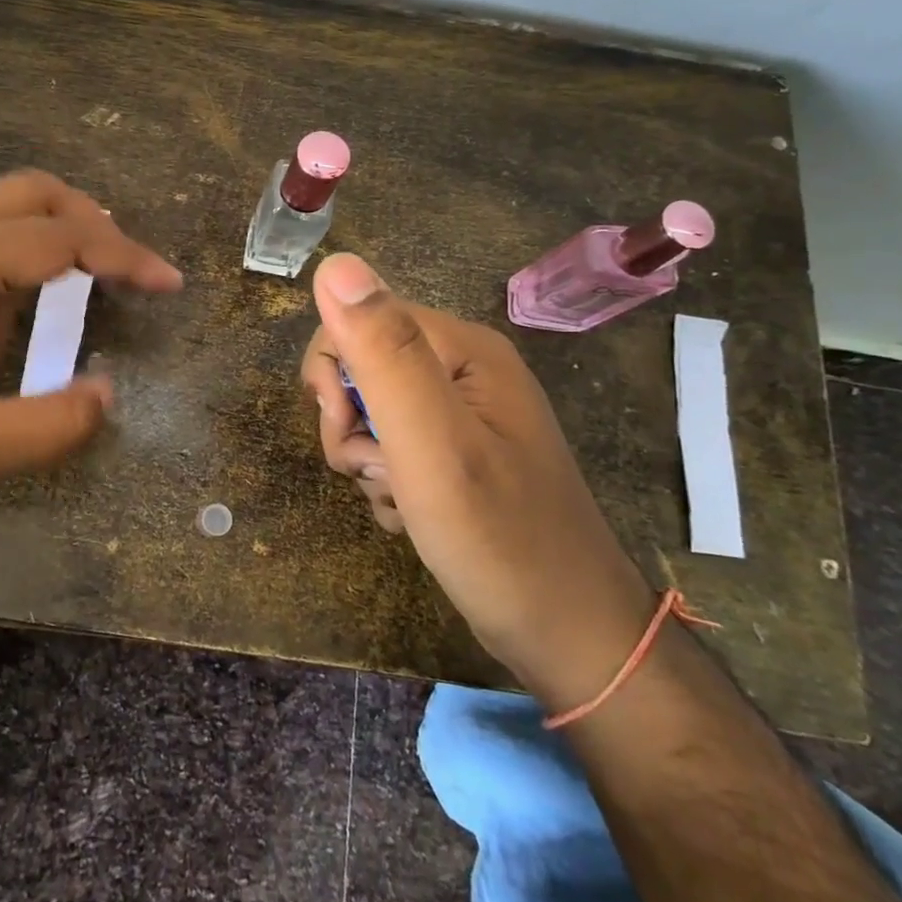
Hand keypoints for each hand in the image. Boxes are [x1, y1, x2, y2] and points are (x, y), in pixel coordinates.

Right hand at [300, 253, 652, 689]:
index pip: (358, 319)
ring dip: (368, 462)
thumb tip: (335, 264)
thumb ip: (384, 352)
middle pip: (361, 369)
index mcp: (463, 349)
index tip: (345, 427)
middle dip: (350, 425)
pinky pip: (394, 452)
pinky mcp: (457, 456)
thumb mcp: (432, 442)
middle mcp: (464, 371)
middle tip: (379, 471)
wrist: (568, 637)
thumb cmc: (500, 538)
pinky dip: (389, 485)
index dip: (334, 373)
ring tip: (402, 502)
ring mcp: (462, 416)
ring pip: (371, 416)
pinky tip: (413, 517)